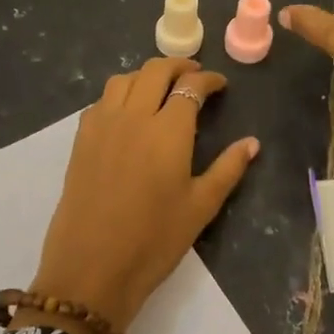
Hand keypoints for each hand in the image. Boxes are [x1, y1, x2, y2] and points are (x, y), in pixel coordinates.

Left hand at [21, 57, 259, 333]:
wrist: (91, 268)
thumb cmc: (154, 241)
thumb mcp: (201, 207)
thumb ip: (228, 169)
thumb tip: (252, 143)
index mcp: (168, 131)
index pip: (190, 87)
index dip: (208, 80)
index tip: (220, 85)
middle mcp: (133, 116)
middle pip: (155, 71)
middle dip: (179, 66)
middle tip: (194, 75)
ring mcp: (102, 125)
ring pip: (123, 79)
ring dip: (146, 75)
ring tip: (161, 88)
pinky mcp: (81, 140)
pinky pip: (101, 101)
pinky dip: (120, 94)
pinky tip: (128, 113)